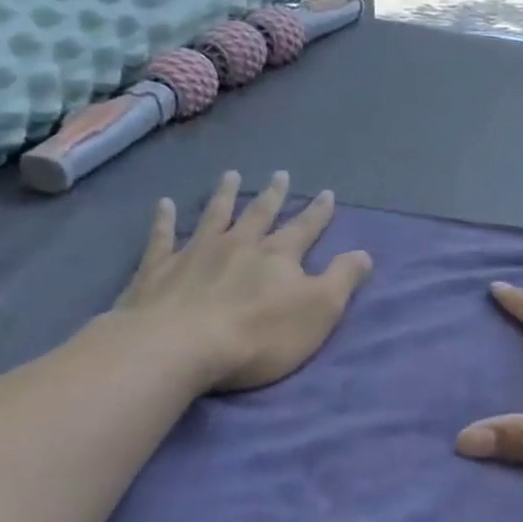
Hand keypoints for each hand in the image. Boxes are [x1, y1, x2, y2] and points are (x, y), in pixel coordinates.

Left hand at [111, 170, 371, 393]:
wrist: (179, 347)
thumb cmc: (259, 335)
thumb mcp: (319, 310)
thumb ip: (342, 279)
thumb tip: (364, 253)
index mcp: (278, 255)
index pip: (304, 228)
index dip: (318, 213)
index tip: (327, 193)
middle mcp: (238, 244)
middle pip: (259, 214)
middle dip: (273, 195)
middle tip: (280, 174)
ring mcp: (195, 252)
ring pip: (214, 216)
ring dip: (225, 195)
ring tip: (231, 176)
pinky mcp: (158, 269)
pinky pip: (162, 237)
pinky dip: (163, 219)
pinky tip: (163, 204)